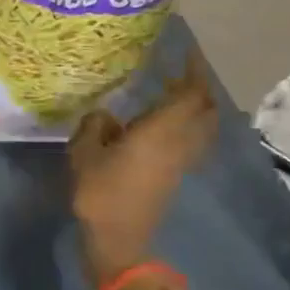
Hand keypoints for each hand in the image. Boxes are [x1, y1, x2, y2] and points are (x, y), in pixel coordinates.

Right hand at [69, 50, 218, 281]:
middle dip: (198, 86)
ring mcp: (181, 160)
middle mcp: (179, 142)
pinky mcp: (175, 174)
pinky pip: (191, 139)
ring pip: (202, 125)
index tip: (185, 50)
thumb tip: (106, 115)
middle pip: (204, 108)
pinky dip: (186, 124)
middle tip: (178, 70)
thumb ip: (94, 125)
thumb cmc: (100, 192)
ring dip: (195, 106)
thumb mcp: (84, 152)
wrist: (118, 238)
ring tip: (172, 93)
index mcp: (161, 131)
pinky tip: (161, 124)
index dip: (192, 70)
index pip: (190, 93)